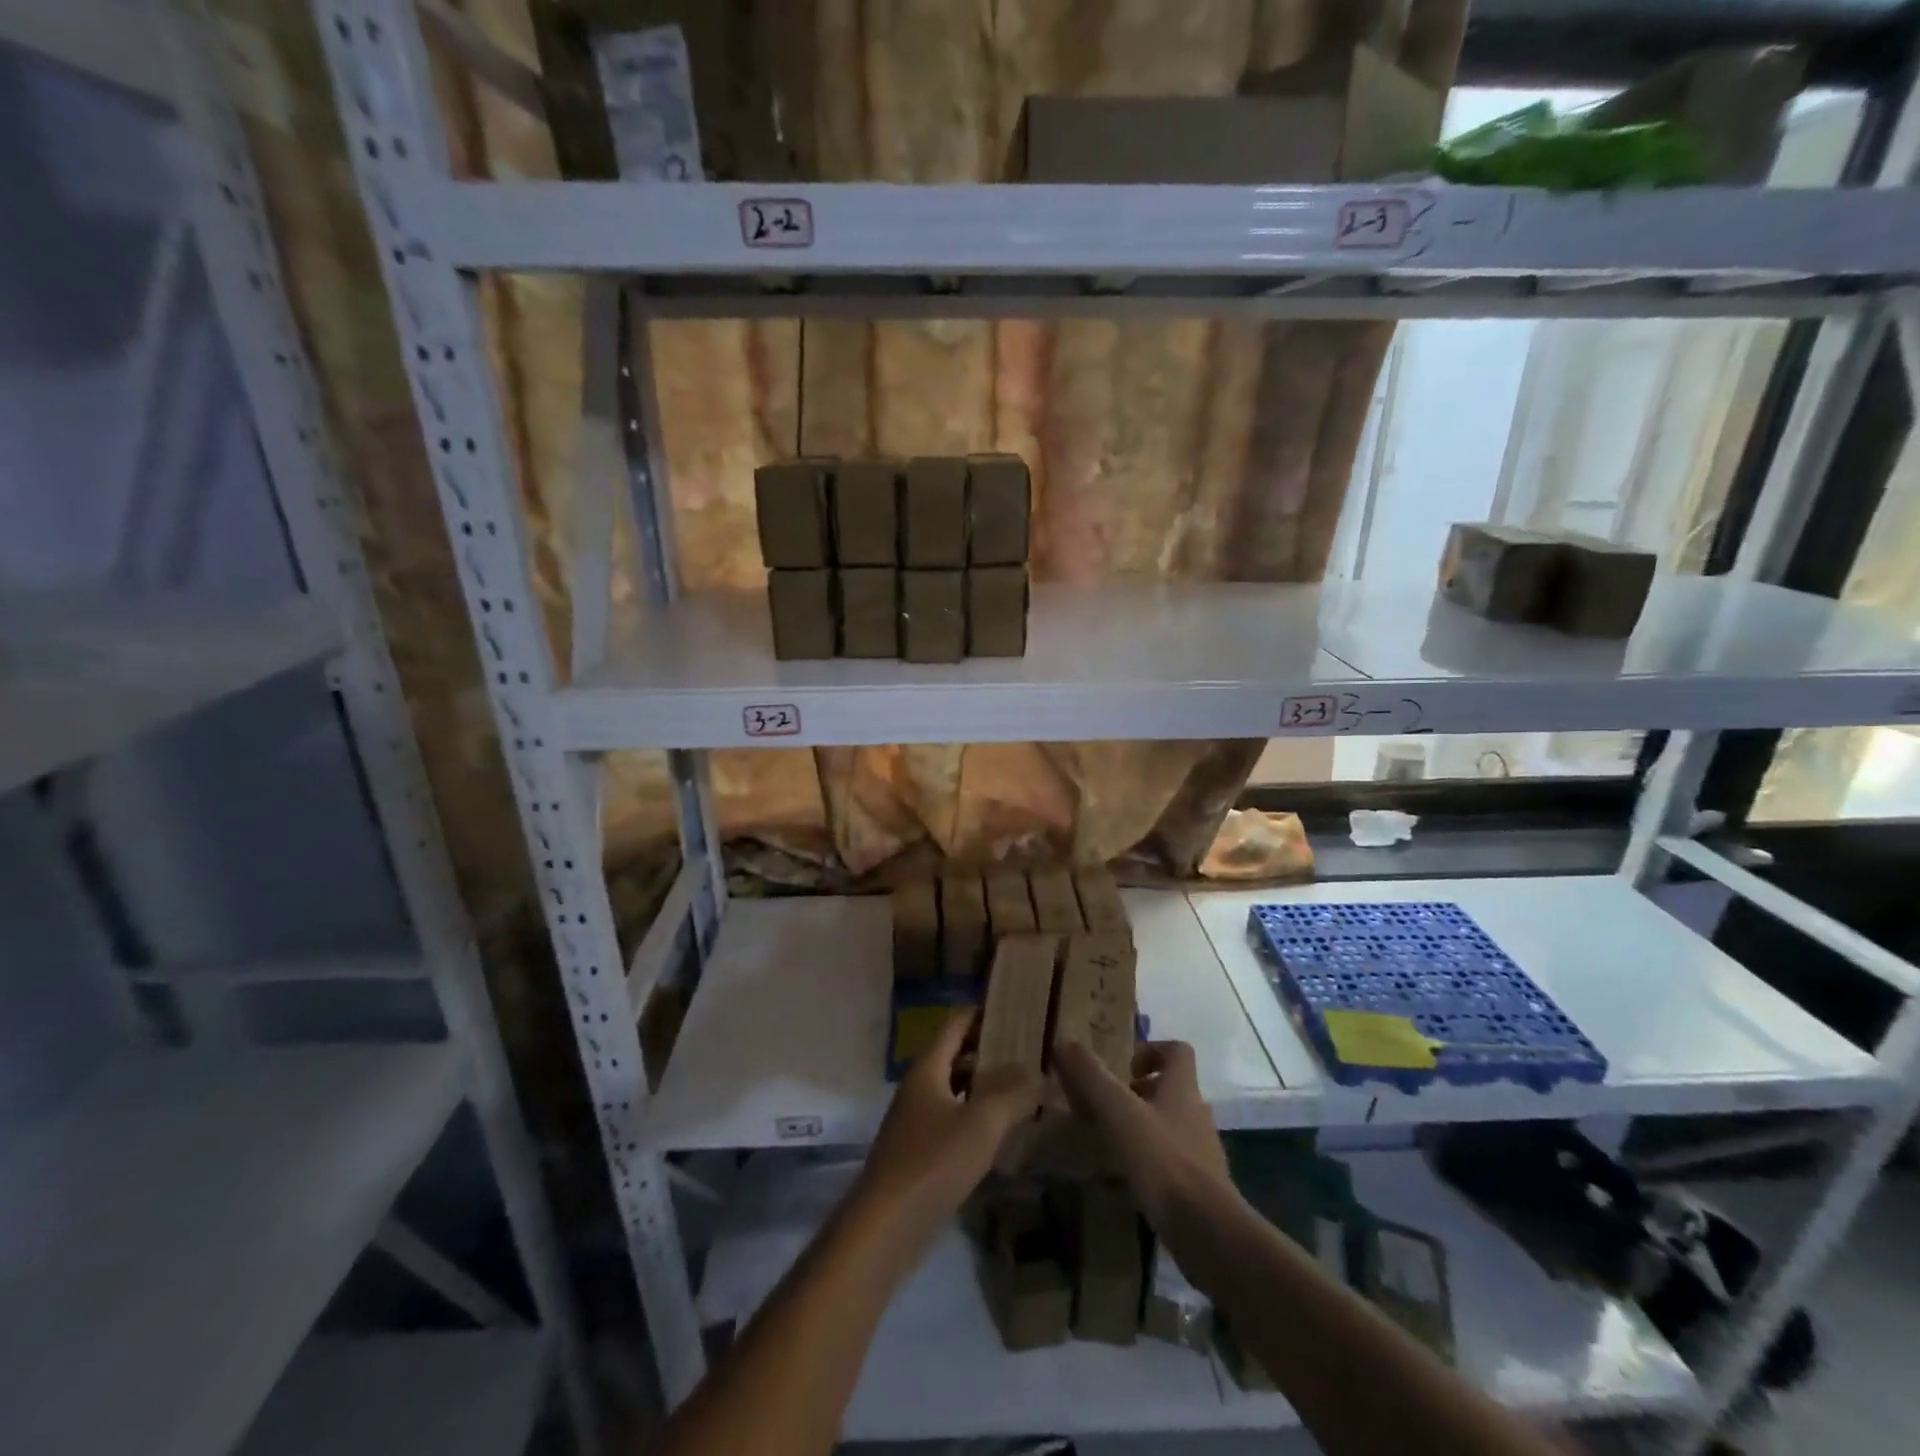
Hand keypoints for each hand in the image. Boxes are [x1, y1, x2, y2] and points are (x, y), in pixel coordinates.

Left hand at [849, 1013, 1041, 1262]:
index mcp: (927, 1068)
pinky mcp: (921, 1153)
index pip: (956, 1024)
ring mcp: (918, 1121)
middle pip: (956, 1055)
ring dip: (987, 1086)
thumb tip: (1037, 1070)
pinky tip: (1005, 1131)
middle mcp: (920, 1087)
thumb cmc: (933, 1162)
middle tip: (1032, 1049)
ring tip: (1027, 1086)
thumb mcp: (982, 1123)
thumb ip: (1012, 1093)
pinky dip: (978, 1117)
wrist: (886, 1226)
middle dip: (991, 1050)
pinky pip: (954, 1120)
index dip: (984, 1012)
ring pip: (957, 1090)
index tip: (1017, 1008)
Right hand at [1054, 1039, 1228, 1225]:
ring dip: (1144, 1124)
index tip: (1124, 1066)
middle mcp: (1196, 1113)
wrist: (1207, 1230)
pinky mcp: (1201, 1184)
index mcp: (1182, 1088)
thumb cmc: (1163, 1160)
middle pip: (1172, 1088)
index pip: (1177, 1051)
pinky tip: (1128, 1175)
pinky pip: (1172, 1158)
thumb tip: (1065, 1041)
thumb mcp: (1119, 1113)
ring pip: (1171, 1124)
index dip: (1151, 1050)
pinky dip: (1150, 1158)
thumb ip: (1092, 1077)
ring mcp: (1202, 1150)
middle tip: (1108, 1103)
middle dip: (1139, 1091)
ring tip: (1111, 1138)